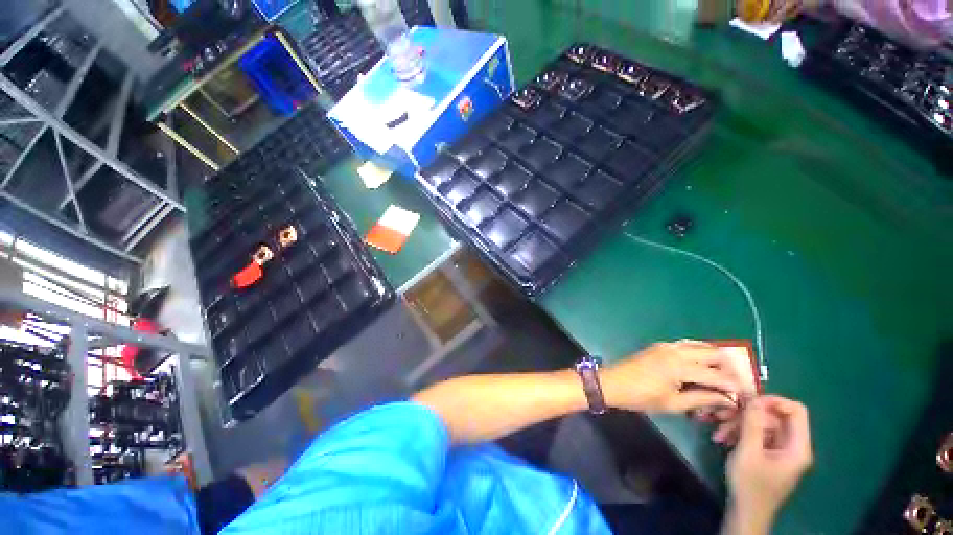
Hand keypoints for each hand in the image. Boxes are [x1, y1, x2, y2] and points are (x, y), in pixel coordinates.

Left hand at [601, 341, 743, 413]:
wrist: (613, 383)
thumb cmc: (641, 397)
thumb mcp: (673, 403)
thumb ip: (702, 399)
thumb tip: (728, 400)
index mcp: (680, 366)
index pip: (717, 374)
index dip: (735, 386)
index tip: (747, 395)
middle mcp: (676, 350)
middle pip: (713, 353)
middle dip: (728, 368)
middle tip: (735, 384)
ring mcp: (667, 345)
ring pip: (701, 345)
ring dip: (715, 358)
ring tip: (722, 376)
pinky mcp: (660, 345)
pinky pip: (687, 345)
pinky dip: (700, 352)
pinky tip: (703, 366)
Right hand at [724, 396, 812, 532]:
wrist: (745, 512)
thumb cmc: (750, 484)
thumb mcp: (748, 452)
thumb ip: (753, 423)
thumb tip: (753, 397)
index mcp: (797, 447)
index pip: (796, 411)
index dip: (774, 401)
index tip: (748, 401)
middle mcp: (793, 446)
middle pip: (773, 417)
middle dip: (746, 415)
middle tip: (722, 415)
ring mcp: (780, 450)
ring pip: (761, 425)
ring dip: (738, 424)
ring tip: (718, 432)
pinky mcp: (768, 454)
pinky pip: (756, 435)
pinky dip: (739, 434)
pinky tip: (722, 439)